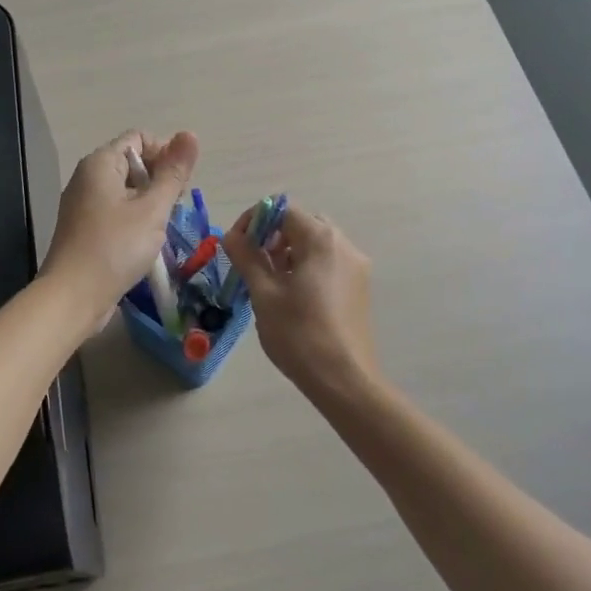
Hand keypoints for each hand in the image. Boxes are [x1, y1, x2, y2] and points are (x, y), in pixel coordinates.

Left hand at [42, 130, 198, 316]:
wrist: (73, 297)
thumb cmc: (116, 247)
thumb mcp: (152, 209)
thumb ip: (173, 172)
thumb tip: (190, 134)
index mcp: (100, 163)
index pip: (139, 138)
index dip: (165, 153)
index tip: (180, 183)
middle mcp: (87, 177)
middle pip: (132, 162)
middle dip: (159, 179)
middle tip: (175, 207)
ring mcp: (83, 204)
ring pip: (125, 189)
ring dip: (149, 202)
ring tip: (163, 226)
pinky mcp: (84, 228)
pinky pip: (115, 211)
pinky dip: (134, 218)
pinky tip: (145, 241)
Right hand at [222, 206, 380, 404]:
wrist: (344, 380)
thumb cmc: (299, 333)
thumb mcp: (264, 293)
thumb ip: (246, 257)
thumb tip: (230, 235)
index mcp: (321, 239)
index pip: (282, 210)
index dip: (254, 221)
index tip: (236, 245)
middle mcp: (344, 244)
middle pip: (302, 224)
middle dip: (272, 236)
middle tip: (253, 261)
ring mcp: (356, 267)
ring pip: (316, 244)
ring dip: (289, 252)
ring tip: (269, 281)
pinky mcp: (359, 287)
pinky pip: (328, 263)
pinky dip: (306, 266)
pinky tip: (292, 295)